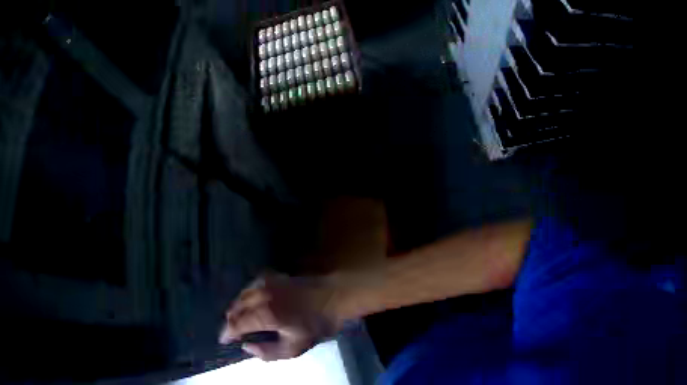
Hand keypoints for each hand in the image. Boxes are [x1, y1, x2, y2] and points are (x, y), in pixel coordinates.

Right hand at [219, 273, 341, 360]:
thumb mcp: (295, 347)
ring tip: (238, 320)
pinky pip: (250, 287)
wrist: (335, 296)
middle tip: (231, 333)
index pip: (236, 324)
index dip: (227, 333)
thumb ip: (268, 352)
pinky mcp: (272, 276)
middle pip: (235, 308)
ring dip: (236, 309)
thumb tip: (247, 347)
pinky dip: (245, 297)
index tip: (223, 340)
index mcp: (265, 314)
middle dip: (230, 321)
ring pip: (241, 296)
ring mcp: (266, 282)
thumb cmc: (317, 324)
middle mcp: (260, 295)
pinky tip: (250, 304)